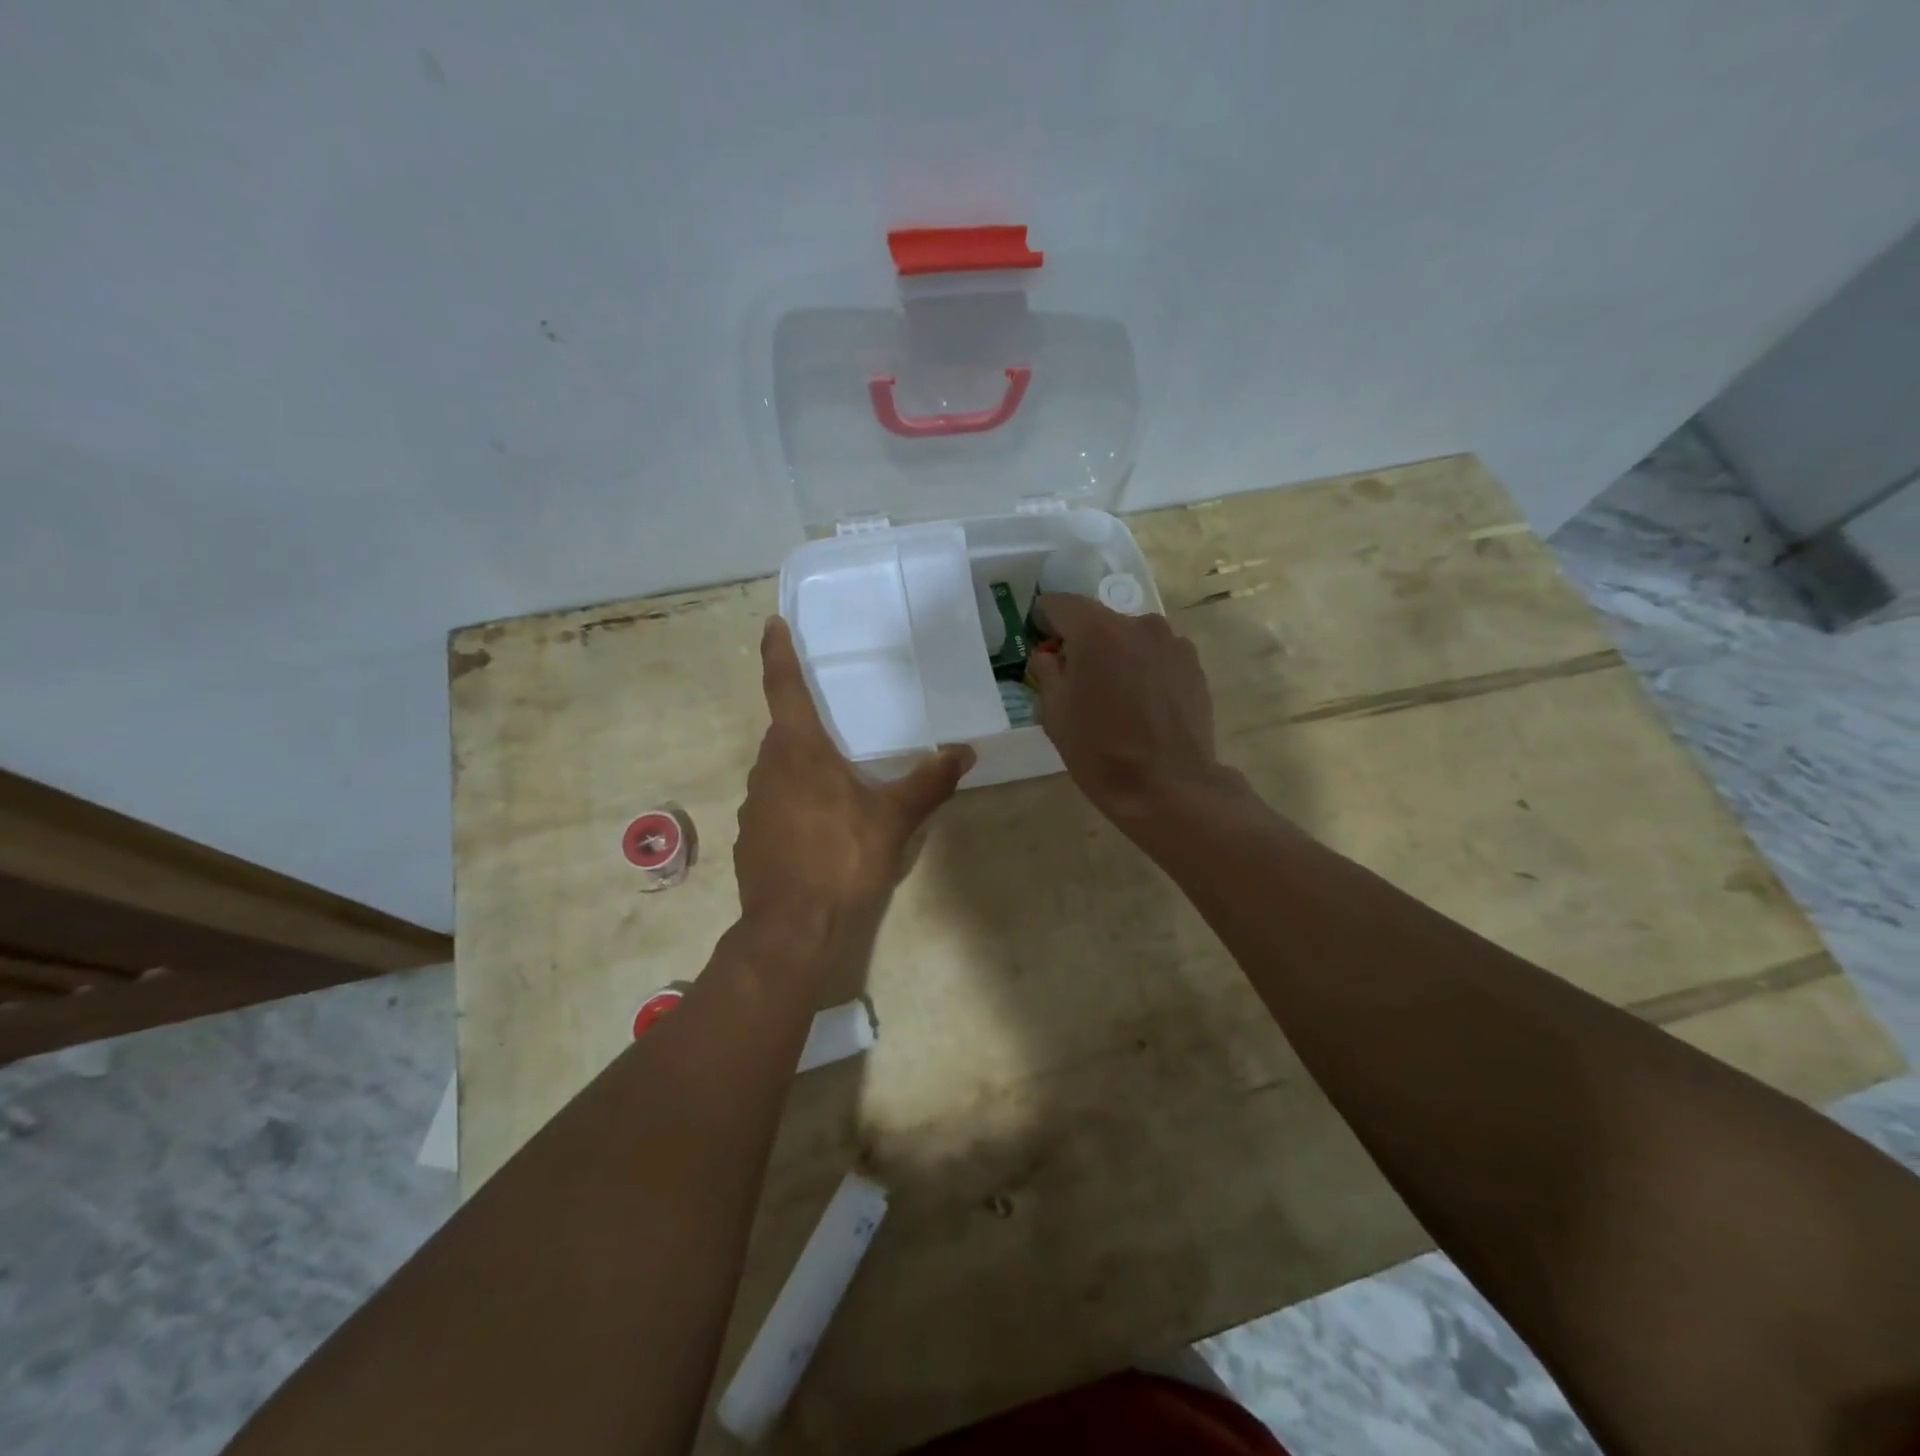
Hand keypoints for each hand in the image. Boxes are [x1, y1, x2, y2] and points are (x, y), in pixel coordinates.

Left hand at [735, 617, 974, 947]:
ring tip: (839, 787)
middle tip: (838, 729)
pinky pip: (775, 807)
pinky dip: (796, 805)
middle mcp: (768, 770)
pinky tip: (821, 831)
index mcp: (799, 751)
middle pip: (785, 734)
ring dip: (803, 770)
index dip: (778, 654)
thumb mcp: (894, 818)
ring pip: (780, 772)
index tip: (771, 624)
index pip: (784, 688)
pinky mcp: (751, 839)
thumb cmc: (843, 858)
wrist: (793, 929)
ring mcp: (754, 806)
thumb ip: (929, 782)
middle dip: (807, 726)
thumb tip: (964, 752)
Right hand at [1028, 593, 1225, 825]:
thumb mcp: (1054, 712)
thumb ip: (1046, 671)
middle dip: (1082, 642)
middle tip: (1076, 679)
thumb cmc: (1099, 750)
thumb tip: (1049, 655)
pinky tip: (1142, 704)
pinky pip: (1156, 656)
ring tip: (1114, 696)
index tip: (1040, 641)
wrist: (1168, 785)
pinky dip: (1143, 669)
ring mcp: (1172, 642)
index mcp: (1097, 630)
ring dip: (1116, 655)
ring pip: (1130, 638)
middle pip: (1098, 620)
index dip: (1044, 619)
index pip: (1060, 603)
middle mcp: (1138, 623)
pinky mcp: (1193, 665)